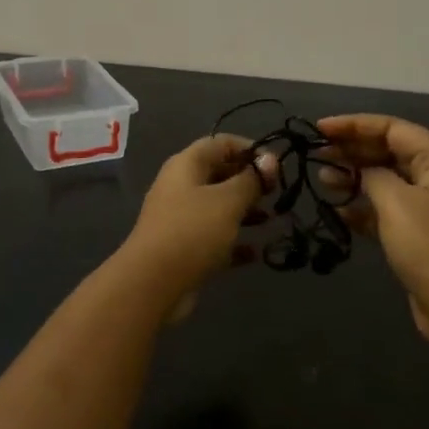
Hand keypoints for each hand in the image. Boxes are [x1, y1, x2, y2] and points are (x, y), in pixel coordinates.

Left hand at [119, 135, 274, 317]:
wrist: (152, 285)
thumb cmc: (192, 232)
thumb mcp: (227, 201)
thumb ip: (251, 180)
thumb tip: (269, 160)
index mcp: (186, 166)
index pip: (220, 143)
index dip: (249, 148)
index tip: (276, 164)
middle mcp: (181, 188)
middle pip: (219, 174)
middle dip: (249, 181)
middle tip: (276, 192)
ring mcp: (181, 220)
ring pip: (218, 208)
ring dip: (245, 211)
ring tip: (271, 219)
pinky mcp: (185, 250)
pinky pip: (214, 239)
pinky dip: (234, 243)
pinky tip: (256, 253)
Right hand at [318, 115, 428, 353]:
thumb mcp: (396, 202)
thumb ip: (372, 175)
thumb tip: (360, 170)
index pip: (392, 128)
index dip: (355, 125)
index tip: (319, 129)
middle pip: (389, 151)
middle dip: (352, 150)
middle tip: (315, 153)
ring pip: (385, 180)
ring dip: (354, 177)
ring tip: (321, 179)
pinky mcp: (418, 234)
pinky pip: (386, 209)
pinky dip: (363, 206)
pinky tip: (337, 210)